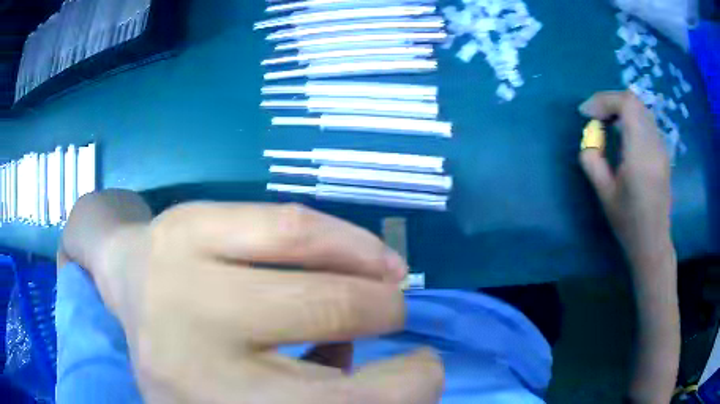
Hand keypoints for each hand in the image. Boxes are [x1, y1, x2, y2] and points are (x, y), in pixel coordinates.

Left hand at [96, 203, 443, 403]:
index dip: (409, 396)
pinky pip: (291, 229)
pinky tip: (368, 254)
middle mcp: (194, 373)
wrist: (129, 288)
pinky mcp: (186, 229)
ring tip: (388, 285)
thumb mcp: (247, 400)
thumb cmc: (189, 356)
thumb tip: (365, 368)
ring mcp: (183, 292)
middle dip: (391, 343)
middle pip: (337, 374)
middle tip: (397, 320)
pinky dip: (348, 243)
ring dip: (379, 292)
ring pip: (323, 293)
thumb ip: (315, 393)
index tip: (423, 379)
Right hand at [578, 91, 672, 267]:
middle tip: (596, 116)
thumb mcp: (604, 194)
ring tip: (607, 122)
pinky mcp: (663, 152)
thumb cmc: (628, 223)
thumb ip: (592, 161)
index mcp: (640, 155)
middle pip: (635, 102)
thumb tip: (589, 139)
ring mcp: (661, 148)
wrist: (653, 242)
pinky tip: (623, 133)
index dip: (604, 100)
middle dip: (611, 102)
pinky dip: (631, 118)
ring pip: (641, 109)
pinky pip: (646, 121)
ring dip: (621, 109)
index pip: (627, 105)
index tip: (586, 113)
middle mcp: (654, 145)